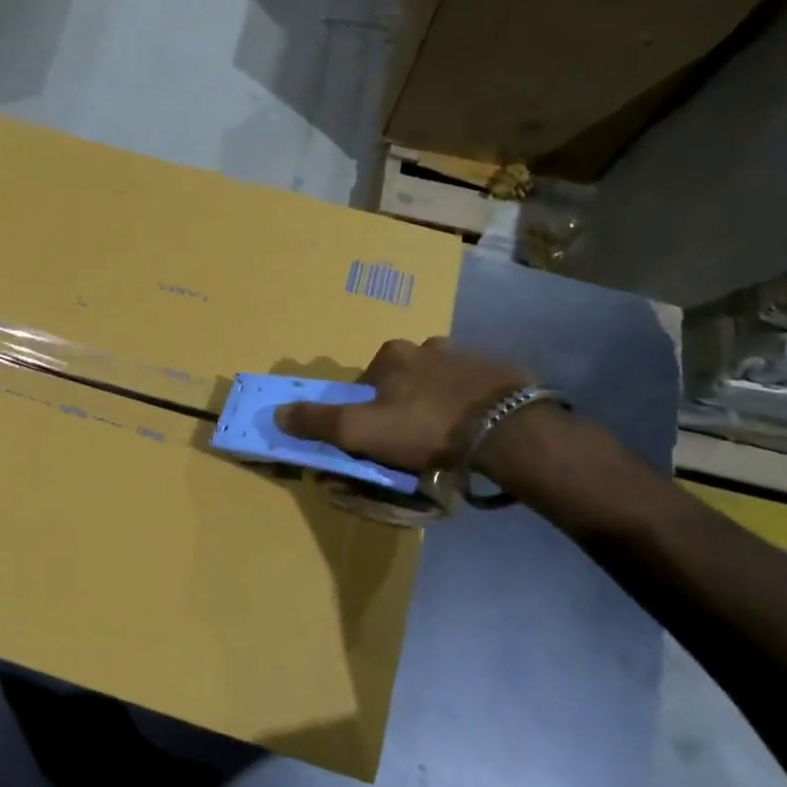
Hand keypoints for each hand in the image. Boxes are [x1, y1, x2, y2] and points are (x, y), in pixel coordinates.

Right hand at [276, 338, 534, 473]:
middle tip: (412, 441)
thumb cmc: (426, 428)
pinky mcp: (500, 372)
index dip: (365, 411)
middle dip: (401, 405)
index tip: (377, 438)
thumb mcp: (361, 431)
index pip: (366, 383)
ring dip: (435, 403)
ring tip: (445, 438)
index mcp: (392, 355)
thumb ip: (319, 422)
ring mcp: (468, 355)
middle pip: (402, 380)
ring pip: (438, 382)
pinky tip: (473, 430)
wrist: (508, 430)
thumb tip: (278, 414)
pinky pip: (472, 389)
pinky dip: (467, 405)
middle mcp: (428, 345)